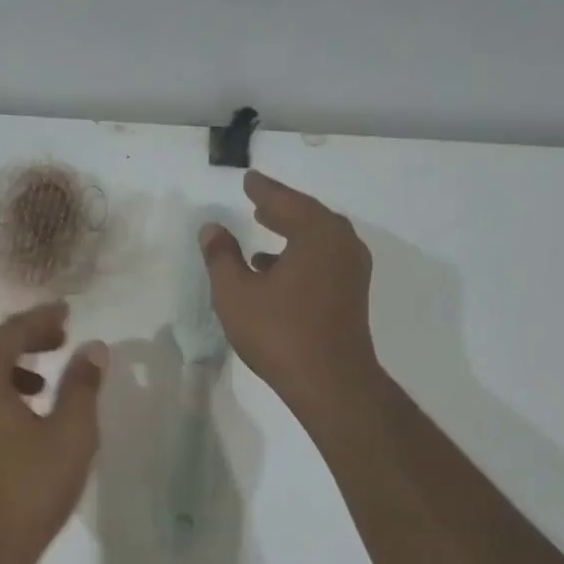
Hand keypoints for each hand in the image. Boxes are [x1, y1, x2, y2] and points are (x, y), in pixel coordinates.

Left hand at [0, 302, 107, 563]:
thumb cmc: (28, 489)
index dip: (41, 319)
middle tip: (57, 339)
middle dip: (21, 338)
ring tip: (44, 381)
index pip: (10, 332)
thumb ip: (82, 385)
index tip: (66, 312)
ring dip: (7, 365)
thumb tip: (92, 348)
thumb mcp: (70, 434)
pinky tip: (23, 416)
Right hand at [200, 170, 380, 420]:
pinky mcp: (352, 295)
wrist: (331, 383)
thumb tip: (212, 228)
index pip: (284, 201)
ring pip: (318, 240)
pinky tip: (276, 273)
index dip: (263, 190)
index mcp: (317, 233)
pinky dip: (301, 256)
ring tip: (264, 233)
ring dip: (291, 234)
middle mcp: (341, 244)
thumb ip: (221, 257)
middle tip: (259, 203)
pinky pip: (324, 260)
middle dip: (282, 209)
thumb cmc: (279, 332)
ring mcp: (352, 271)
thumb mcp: (236, 293)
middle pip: (308, 216)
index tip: (249, 180)